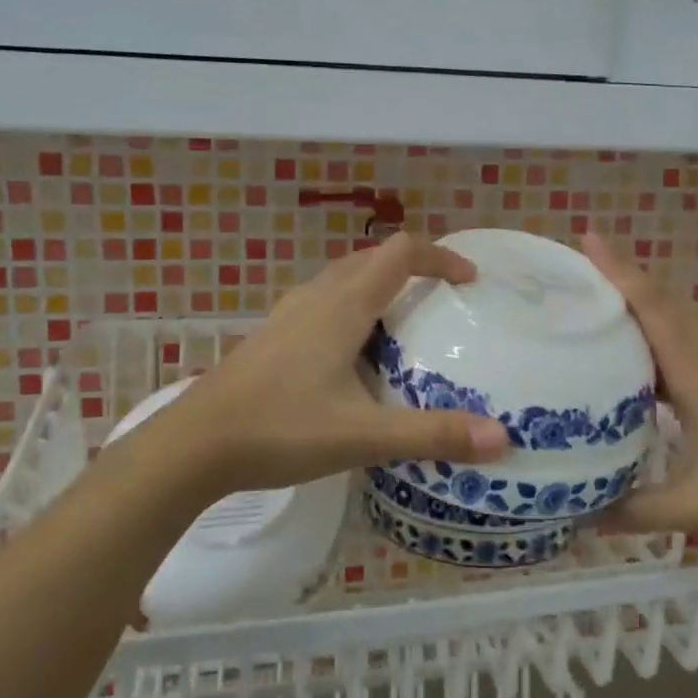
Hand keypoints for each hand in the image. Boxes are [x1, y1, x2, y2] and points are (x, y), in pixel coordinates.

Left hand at [154, 233, 511, 498]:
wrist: (194, 445)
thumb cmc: (280, 429)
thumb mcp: (363, 435)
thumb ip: (432, 435)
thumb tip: (503, 439)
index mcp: (344, 306)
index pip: (400, 253)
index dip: (440, 257)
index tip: (469, 280)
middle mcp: (316, 298)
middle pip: (372, 259)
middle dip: (412, 268)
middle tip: (442, 301)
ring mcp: (288, 315)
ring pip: (342, 279)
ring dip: (378, 286)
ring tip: (402, 324)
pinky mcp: (270, 337)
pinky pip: (321, 303)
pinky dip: (350, 309)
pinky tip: (350, 355)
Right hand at [583, 234, 697, 532]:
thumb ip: (641, 512)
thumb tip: (582, 518)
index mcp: (695, 370)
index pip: (651, 307)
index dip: (618, 271)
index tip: (588, 235)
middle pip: (657, 300)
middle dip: (617, 276)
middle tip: (572, 266)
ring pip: (671, 316)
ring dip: (634, 299)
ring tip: (591, 299)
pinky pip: (681, 336)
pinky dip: (652, 328)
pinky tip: (633, 351)